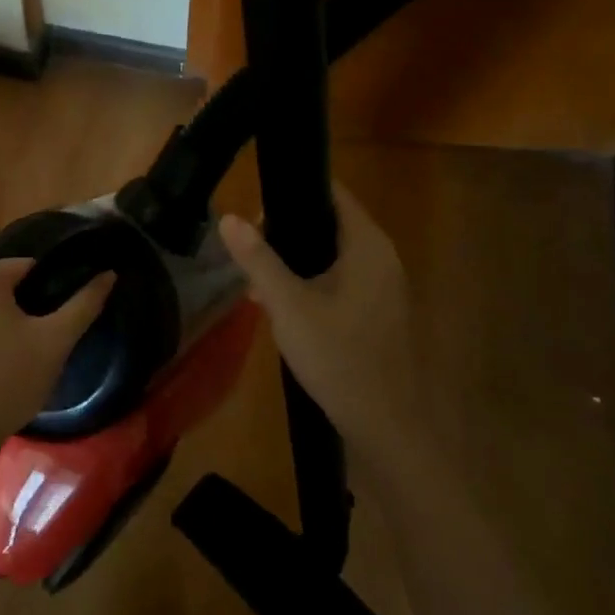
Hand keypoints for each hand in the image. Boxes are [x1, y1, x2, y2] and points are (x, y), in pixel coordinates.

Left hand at [0, 259, 113, 466]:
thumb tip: (108, 275)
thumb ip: (83, 304)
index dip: (49, 290)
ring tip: (17, 362)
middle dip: (22, 311)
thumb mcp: (55, 341)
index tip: (59, 318)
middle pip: (0, 291)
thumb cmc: (8, 378)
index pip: (27, 268)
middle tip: (42, 343)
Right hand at [218, 185, 412, 448]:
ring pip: (332, 255)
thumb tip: (228, 217)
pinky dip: (312, 282)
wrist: (386, 424)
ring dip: (296, 260)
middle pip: (329, 223)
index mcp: (367, 245)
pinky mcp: (378, 311)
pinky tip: (282, 305)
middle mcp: (381, 257)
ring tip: (257, 279)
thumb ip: (258, 259)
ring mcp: (383, 285)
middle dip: (287, 230)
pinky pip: (340, 280)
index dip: (294, 189)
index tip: (257, 203)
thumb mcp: (288, 305)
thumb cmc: (338, 357)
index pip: (332, 193)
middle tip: (249, 247)